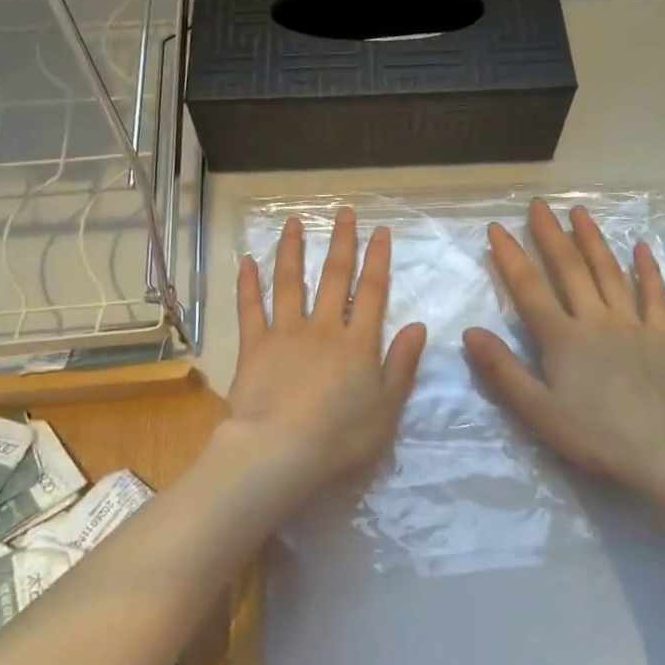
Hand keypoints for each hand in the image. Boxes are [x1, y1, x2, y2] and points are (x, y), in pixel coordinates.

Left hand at [224, 208, 427, 495]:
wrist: (280, 451)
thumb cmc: (340, 436)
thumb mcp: (386, 407)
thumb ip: (402, 364)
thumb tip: (417, 325)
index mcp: (357, 343)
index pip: (371, 292)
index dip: (377, 260)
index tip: (380, 231)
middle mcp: (323, 328)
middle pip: (334, 278)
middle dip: (341, 243)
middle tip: (343, 213)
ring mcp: (285, 333)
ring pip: (289, 283)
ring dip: (293, 251)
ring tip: (293, 223)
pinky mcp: (254, 347)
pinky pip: (250, 309)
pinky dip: (248, 284)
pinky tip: (247, 261)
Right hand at [463, 200, 664, 499]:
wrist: (664, 455)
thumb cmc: (594, 436)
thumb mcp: (537, 411)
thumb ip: (503, 370)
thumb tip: (471, 332)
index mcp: (563, 338)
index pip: (529, 288)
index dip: (511, 257)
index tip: (496, 228)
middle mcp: (595, 320)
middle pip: (570, 269)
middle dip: (551, 234)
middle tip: (539, 205)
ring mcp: (632, 325)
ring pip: (609, 272)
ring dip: (593, 240)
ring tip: (580, 212)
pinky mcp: (661, 338)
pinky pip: (654, 295)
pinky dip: (647, 269)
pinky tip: (641, 247)